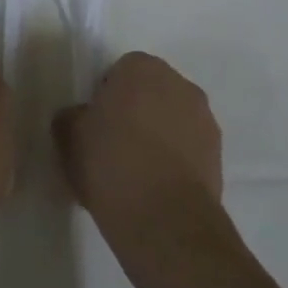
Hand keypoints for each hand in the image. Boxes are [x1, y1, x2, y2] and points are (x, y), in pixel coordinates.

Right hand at [53, 52, 221, 252]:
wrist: (164, 219)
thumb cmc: (111, 164)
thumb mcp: (69, 138)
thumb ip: (72, 117)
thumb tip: (80, 118)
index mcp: (142, 67)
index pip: (119, 71)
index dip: (105, 97)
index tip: (95, 125)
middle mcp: (179, 83)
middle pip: (150, 92)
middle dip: (135, 111)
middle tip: (114, 145)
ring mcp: (204, 118)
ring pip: (172, 119)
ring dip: (159, 135)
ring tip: (137, 172)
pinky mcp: (218, 154)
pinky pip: (188, 148)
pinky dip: (176, 159)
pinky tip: (157, 187)